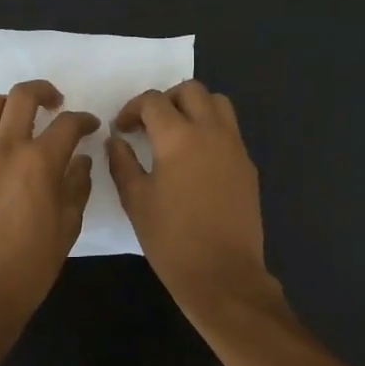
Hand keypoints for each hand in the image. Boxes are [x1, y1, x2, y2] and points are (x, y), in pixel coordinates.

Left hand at [0, 80, 98, 319]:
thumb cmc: (31, 265)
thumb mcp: (68, 226)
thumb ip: (77, 185)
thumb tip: (80, 160)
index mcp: (39, 163)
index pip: (68, 124)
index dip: (84, 120)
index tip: (89, 126)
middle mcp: (4, 149)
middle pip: (23, 96)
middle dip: (45, 92)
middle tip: (55, 104)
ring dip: (9, 106)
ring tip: (18, 120)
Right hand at [106, 81, 283, 322]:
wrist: (222, 274)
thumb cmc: (171, 240)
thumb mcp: (136, 201)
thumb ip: (122, 163)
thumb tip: (116, 140)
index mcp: (178, 137)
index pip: (153, 101)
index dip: (132, 109)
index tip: (122, 128)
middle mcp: (211, 131)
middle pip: (191, 90)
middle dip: (166, 99)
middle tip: (150, 124)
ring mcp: (235, 146)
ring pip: (218, 103)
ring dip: (195, 107)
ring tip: (177, 132)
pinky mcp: (248, 165)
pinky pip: (230, 130)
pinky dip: (212, 129)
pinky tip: (197, 158)